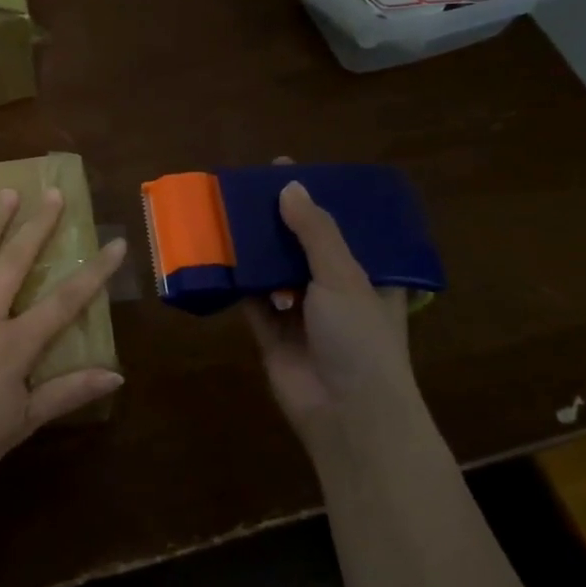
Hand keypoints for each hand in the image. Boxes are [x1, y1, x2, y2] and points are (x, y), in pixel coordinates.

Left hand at [0, 187, 127, 490]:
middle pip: (17, 264)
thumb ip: (66, 394)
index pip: (65, 303)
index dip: (93, 273)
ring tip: (8, 192)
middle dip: (39, 228)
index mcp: (15, 346)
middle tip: (54, 194)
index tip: (115, 244)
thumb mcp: (21, 424)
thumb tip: (117, 374)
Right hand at [244, 176, 416, 434]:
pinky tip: (216, 255)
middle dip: (280, 222)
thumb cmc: (359, 338)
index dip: (322, 201)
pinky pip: (250, 300)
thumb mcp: (344, 276)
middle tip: (250, 189)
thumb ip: (315, 232)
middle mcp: (336, 292)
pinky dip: (236, 282)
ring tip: (227, 214)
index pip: (345, 230)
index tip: (292, 173)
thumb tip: (289, 187)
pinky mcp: (271, 334)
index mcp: (369, 277)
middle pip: (304, 247)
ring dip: (254, 250)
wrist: (346, 413)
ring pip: (273, 272)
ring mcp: (302, 314)